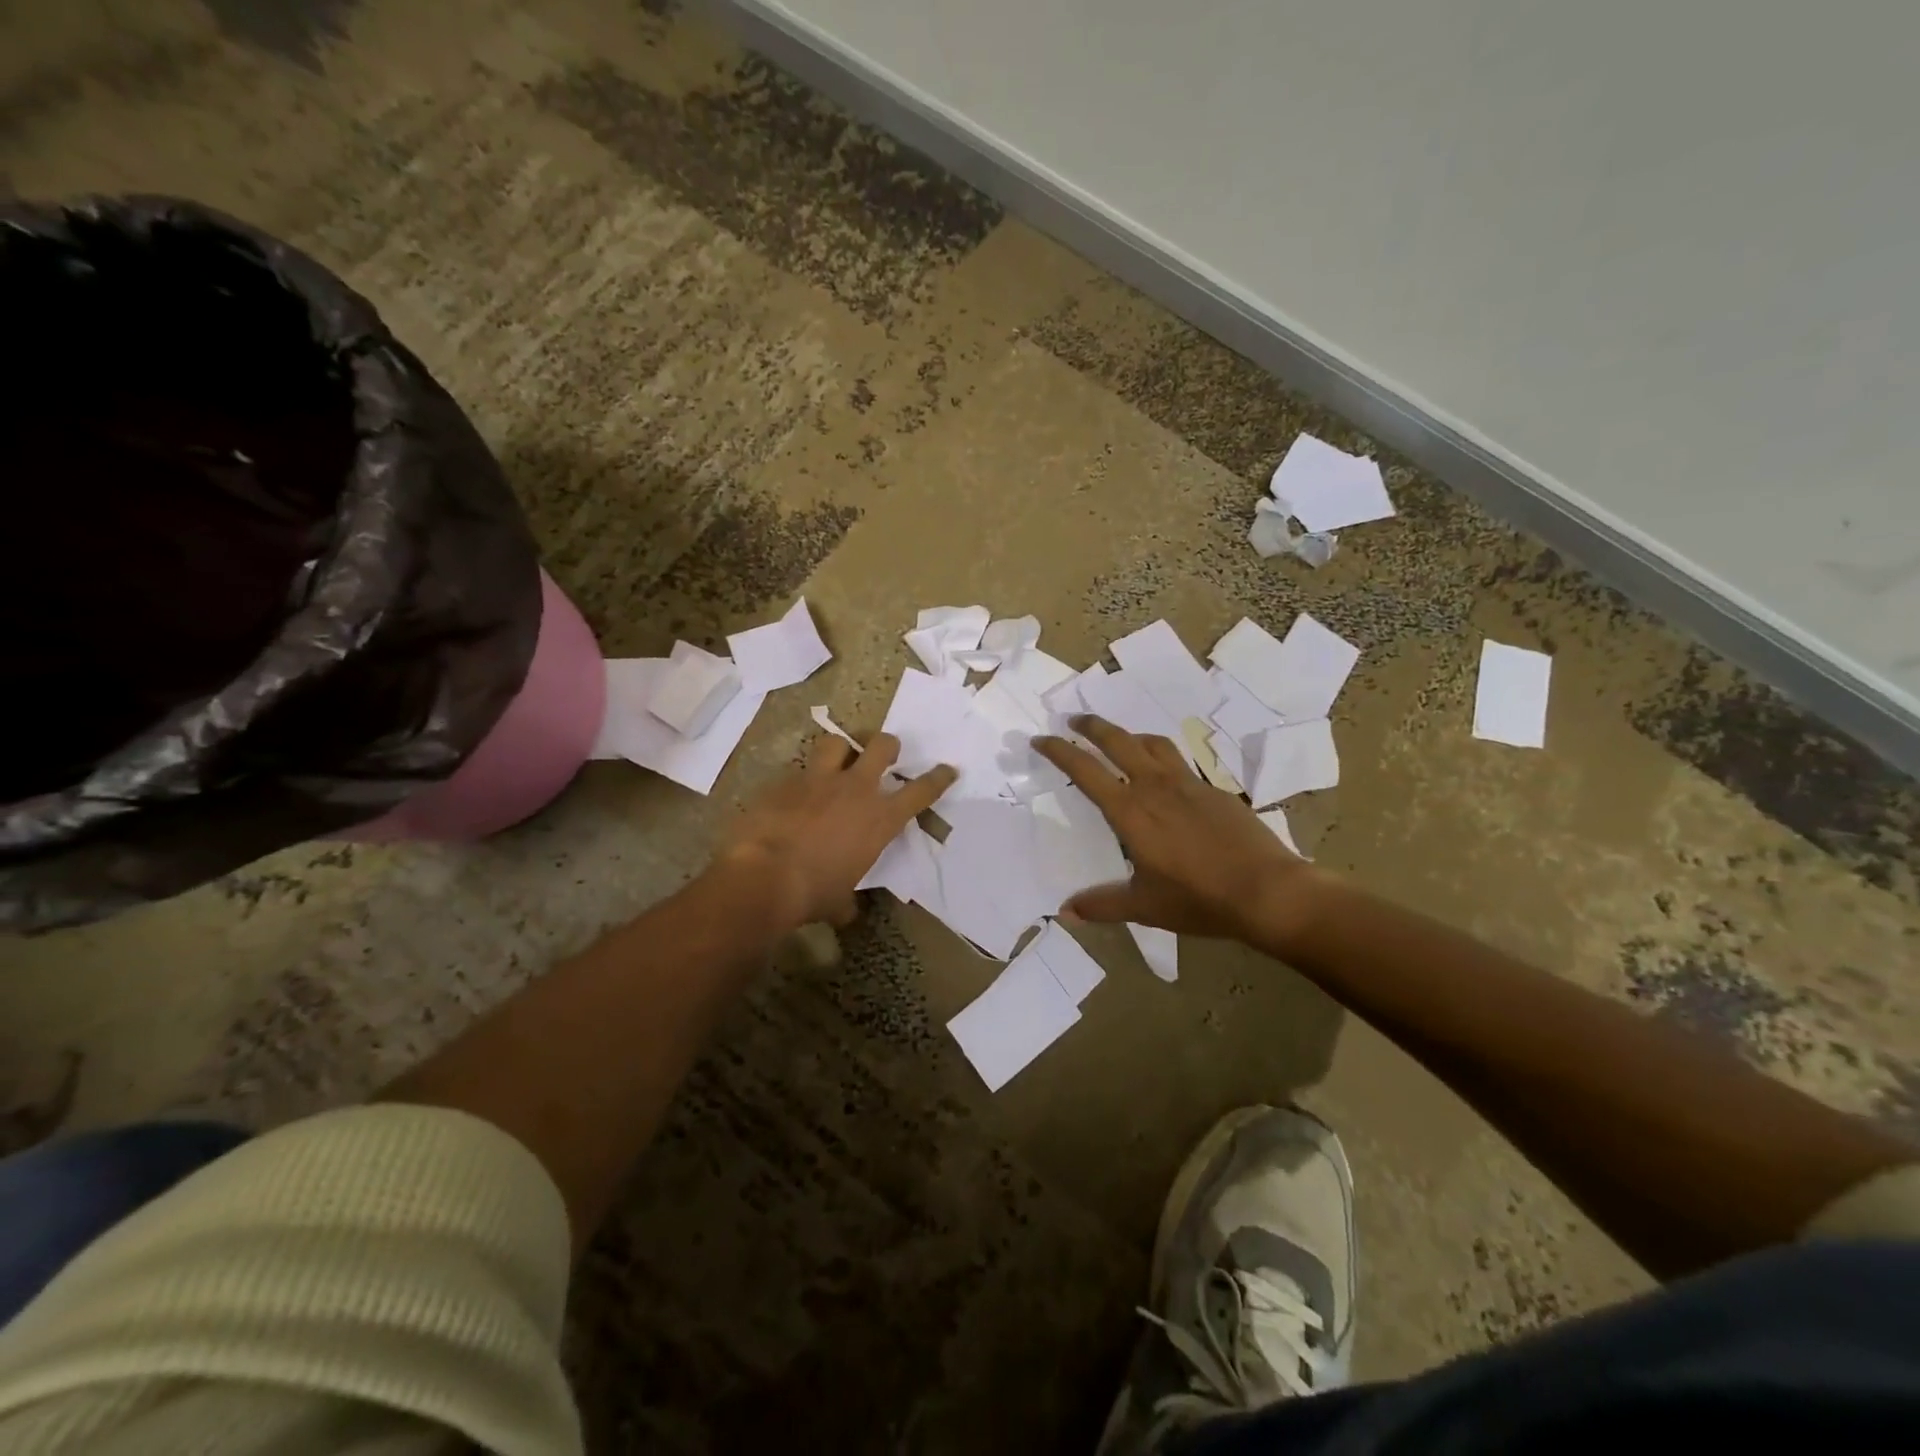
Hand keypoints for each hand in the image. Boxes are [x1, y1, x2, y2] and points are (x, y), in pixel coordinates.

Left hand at [715, 732, 955, 932]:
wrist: (763, 875)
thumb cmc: (813, 893)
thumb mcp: (840, 900)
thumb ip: (848, 899)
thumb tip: (845, 911)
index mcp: (880, 819)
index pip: (921, 791)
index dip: (938, 778)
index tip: (947, 769)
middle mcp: (855, 790)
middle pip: (882, 747)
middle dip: (888, 746)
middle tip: (886, 753)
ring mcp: (819, 780)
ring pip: (838, 743)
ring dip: (842, 750)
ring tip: (839, 759)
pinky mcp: (785, 781)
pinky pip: (798, 771)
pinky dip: (801, 780)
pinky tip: (793, 795)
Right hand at [1033, 715, 1323, 943]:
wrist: (1268, 891)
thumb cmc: (1199, 899)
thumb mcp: (1144, 906)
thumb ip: (1103, 904)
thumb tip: (1065, 913)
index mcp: (1131, 811)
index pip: (1085, 770)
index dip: (1059, 751)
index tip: (1040, 740)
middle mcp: (1156, 787)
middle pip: (1118, 741)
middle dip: (1092, 727)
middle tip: (1074, 721)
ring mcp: (1189, 785)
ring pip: (1153, 744)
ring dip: (1129, 735)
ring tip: (1120, 740)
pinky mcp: (1215, 791)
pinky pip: (1180, 764)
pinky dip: (1162, 759)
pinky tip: (1167, 780)